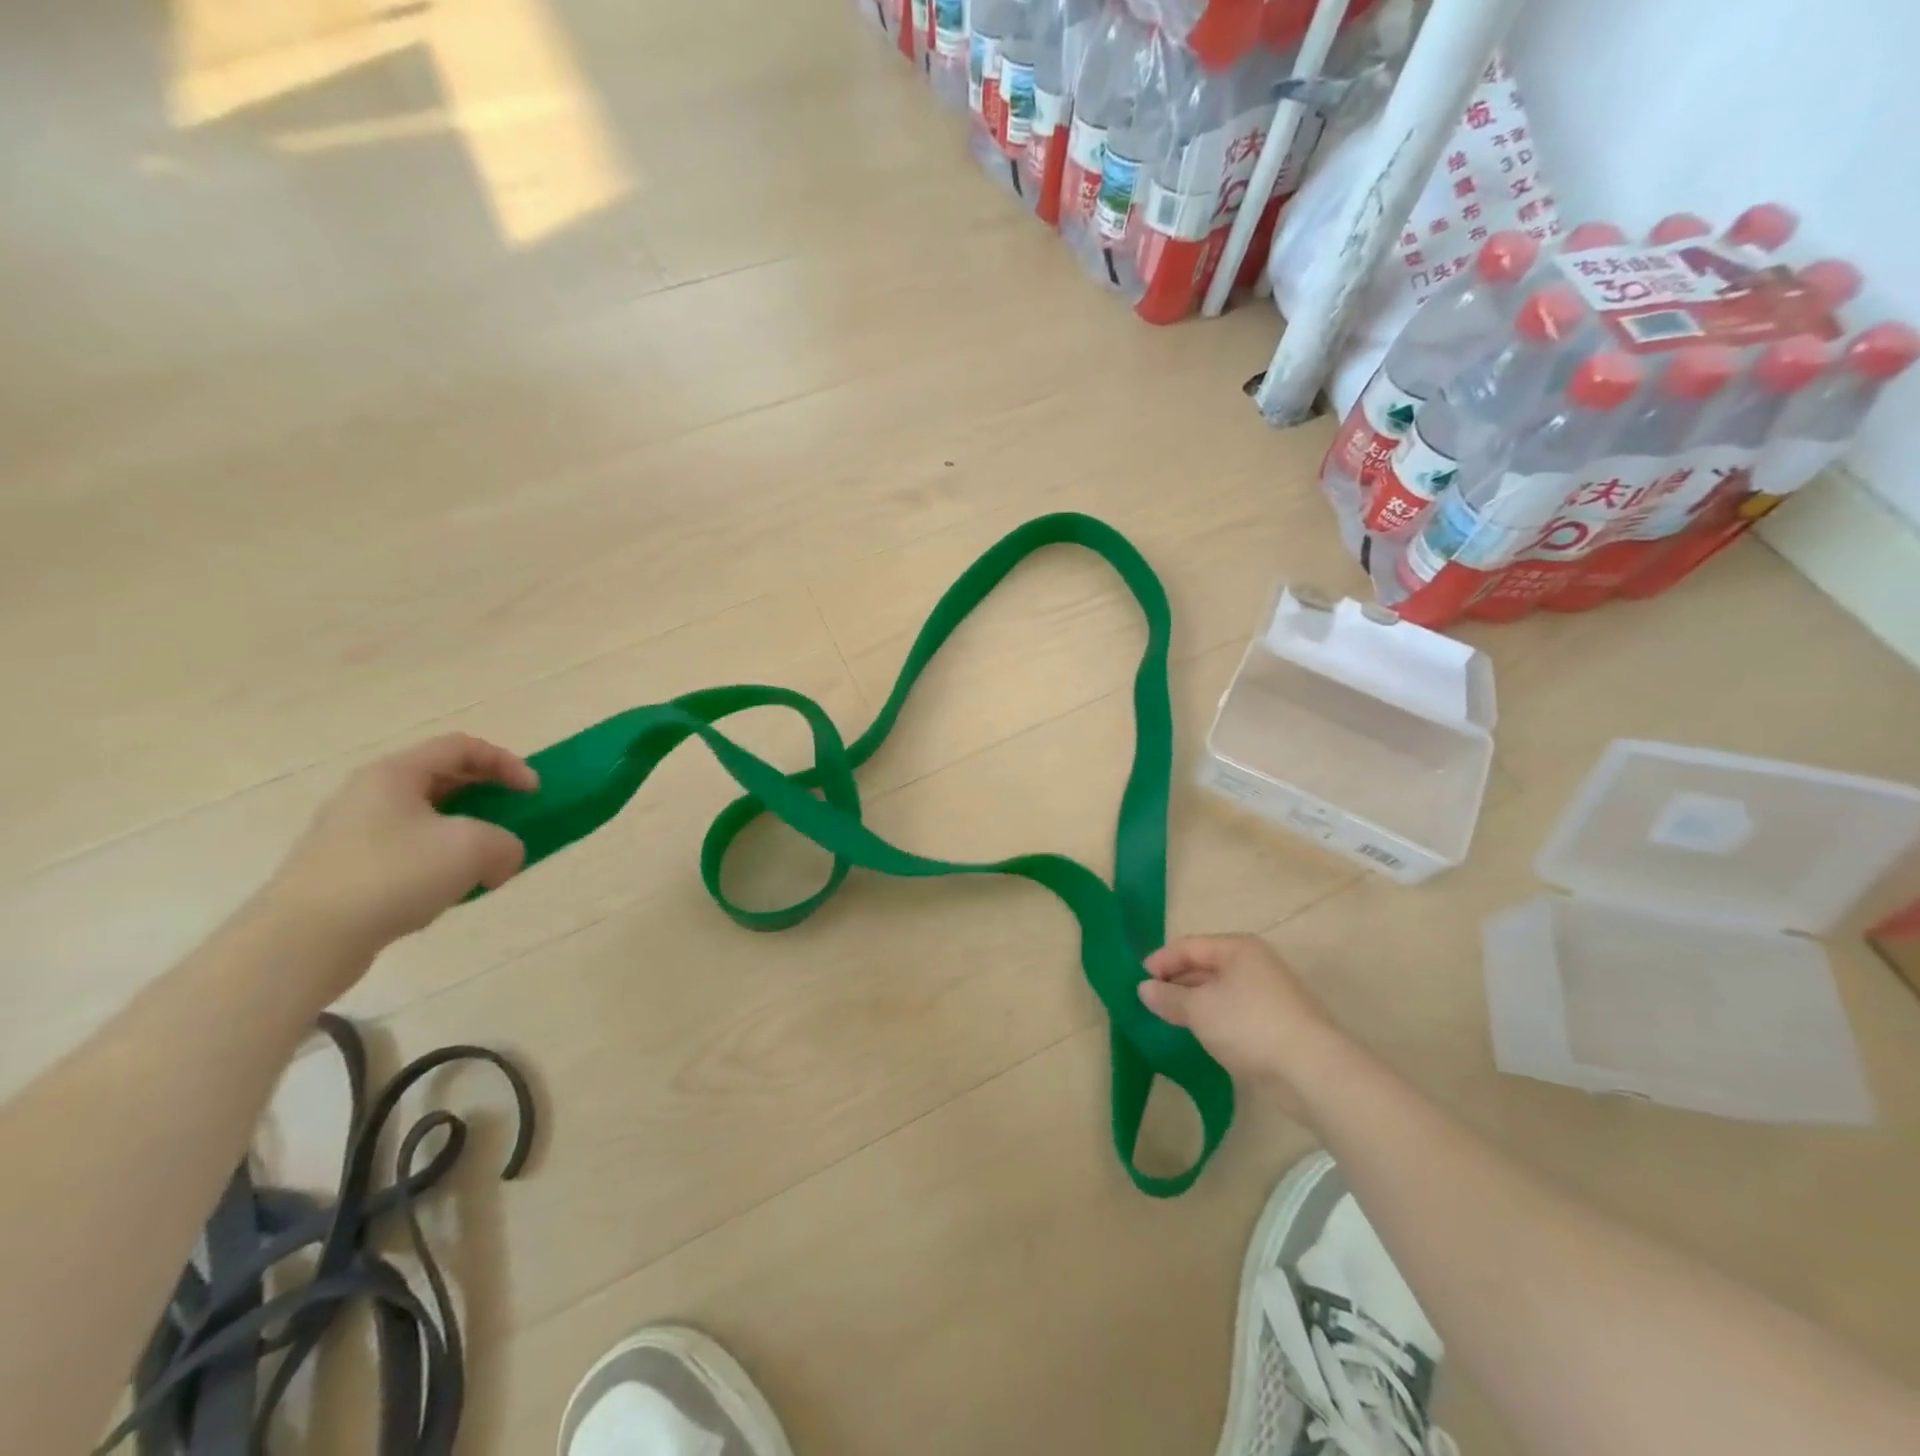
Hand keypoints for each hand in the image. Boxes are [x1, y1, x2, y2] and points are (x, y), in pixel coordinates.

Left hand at [259, 734, 538, 973]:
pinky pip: (406, 852)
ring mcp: (351, 833)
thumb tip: (501, 860)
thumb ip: (507, 844)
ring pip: (425, 820)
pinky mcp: (345, 870)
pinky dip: (438, 863)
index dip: (506, 763)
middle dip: (487, 799)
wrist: (303, 941)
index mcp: (395, 773)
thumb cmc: (393, 875)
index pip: (461, 747)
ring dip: (465, 835)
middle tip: (512, 822)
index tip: (533, 793)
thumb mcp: (474, 849)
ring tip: (484, 864)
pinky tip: (447, 892)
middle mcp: (369, 794)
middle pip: (442, 780)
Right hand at [1140, 934, 1338, 1112]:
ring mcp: (1268, 993)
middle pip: (1205, 966)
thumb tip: (1144, 989)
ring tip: (1169, 1019)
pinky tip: (1201, 1035)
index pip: (1188, 946)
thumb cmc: (1249, 1026)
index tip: (1138, 982)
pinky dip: (1214, 1018)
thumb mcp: (1199, 1009)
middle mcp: (1254, 964)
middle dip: (1176, 982)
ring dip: (1194, 1002)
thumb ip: (1168, 997)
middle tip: (1149, 1002)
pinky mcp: (1276, 1022)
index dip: (1161, 961)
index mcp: (1237, 948)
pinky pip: (1234, 1011)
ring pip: (1219, 991)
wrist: (1312, 1071)